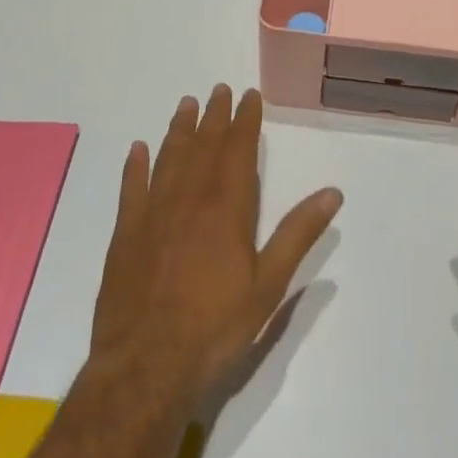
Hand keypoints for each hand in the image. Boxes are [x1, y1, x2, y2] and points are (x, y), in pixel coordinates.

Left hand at [89, 85, 341, 409]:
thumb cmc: (215, 328)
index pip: (238, 149)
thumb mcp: (268, 285)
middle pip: (204, 146)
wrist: (145, 368)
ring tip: (186, 104)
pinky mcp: (125, 236)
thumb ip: (298, 234)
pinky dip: (136, 166)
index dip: (245, 119)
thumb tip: (333, 192)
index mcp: (226, 207)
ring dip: (179, 129)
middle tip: (218, 89)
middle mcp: (189, 199)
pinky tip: (138, 149)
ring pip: (169, 158)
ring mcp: (153, 215)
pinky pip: (132, 189)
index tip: (249, 94)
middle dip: (214, 116)